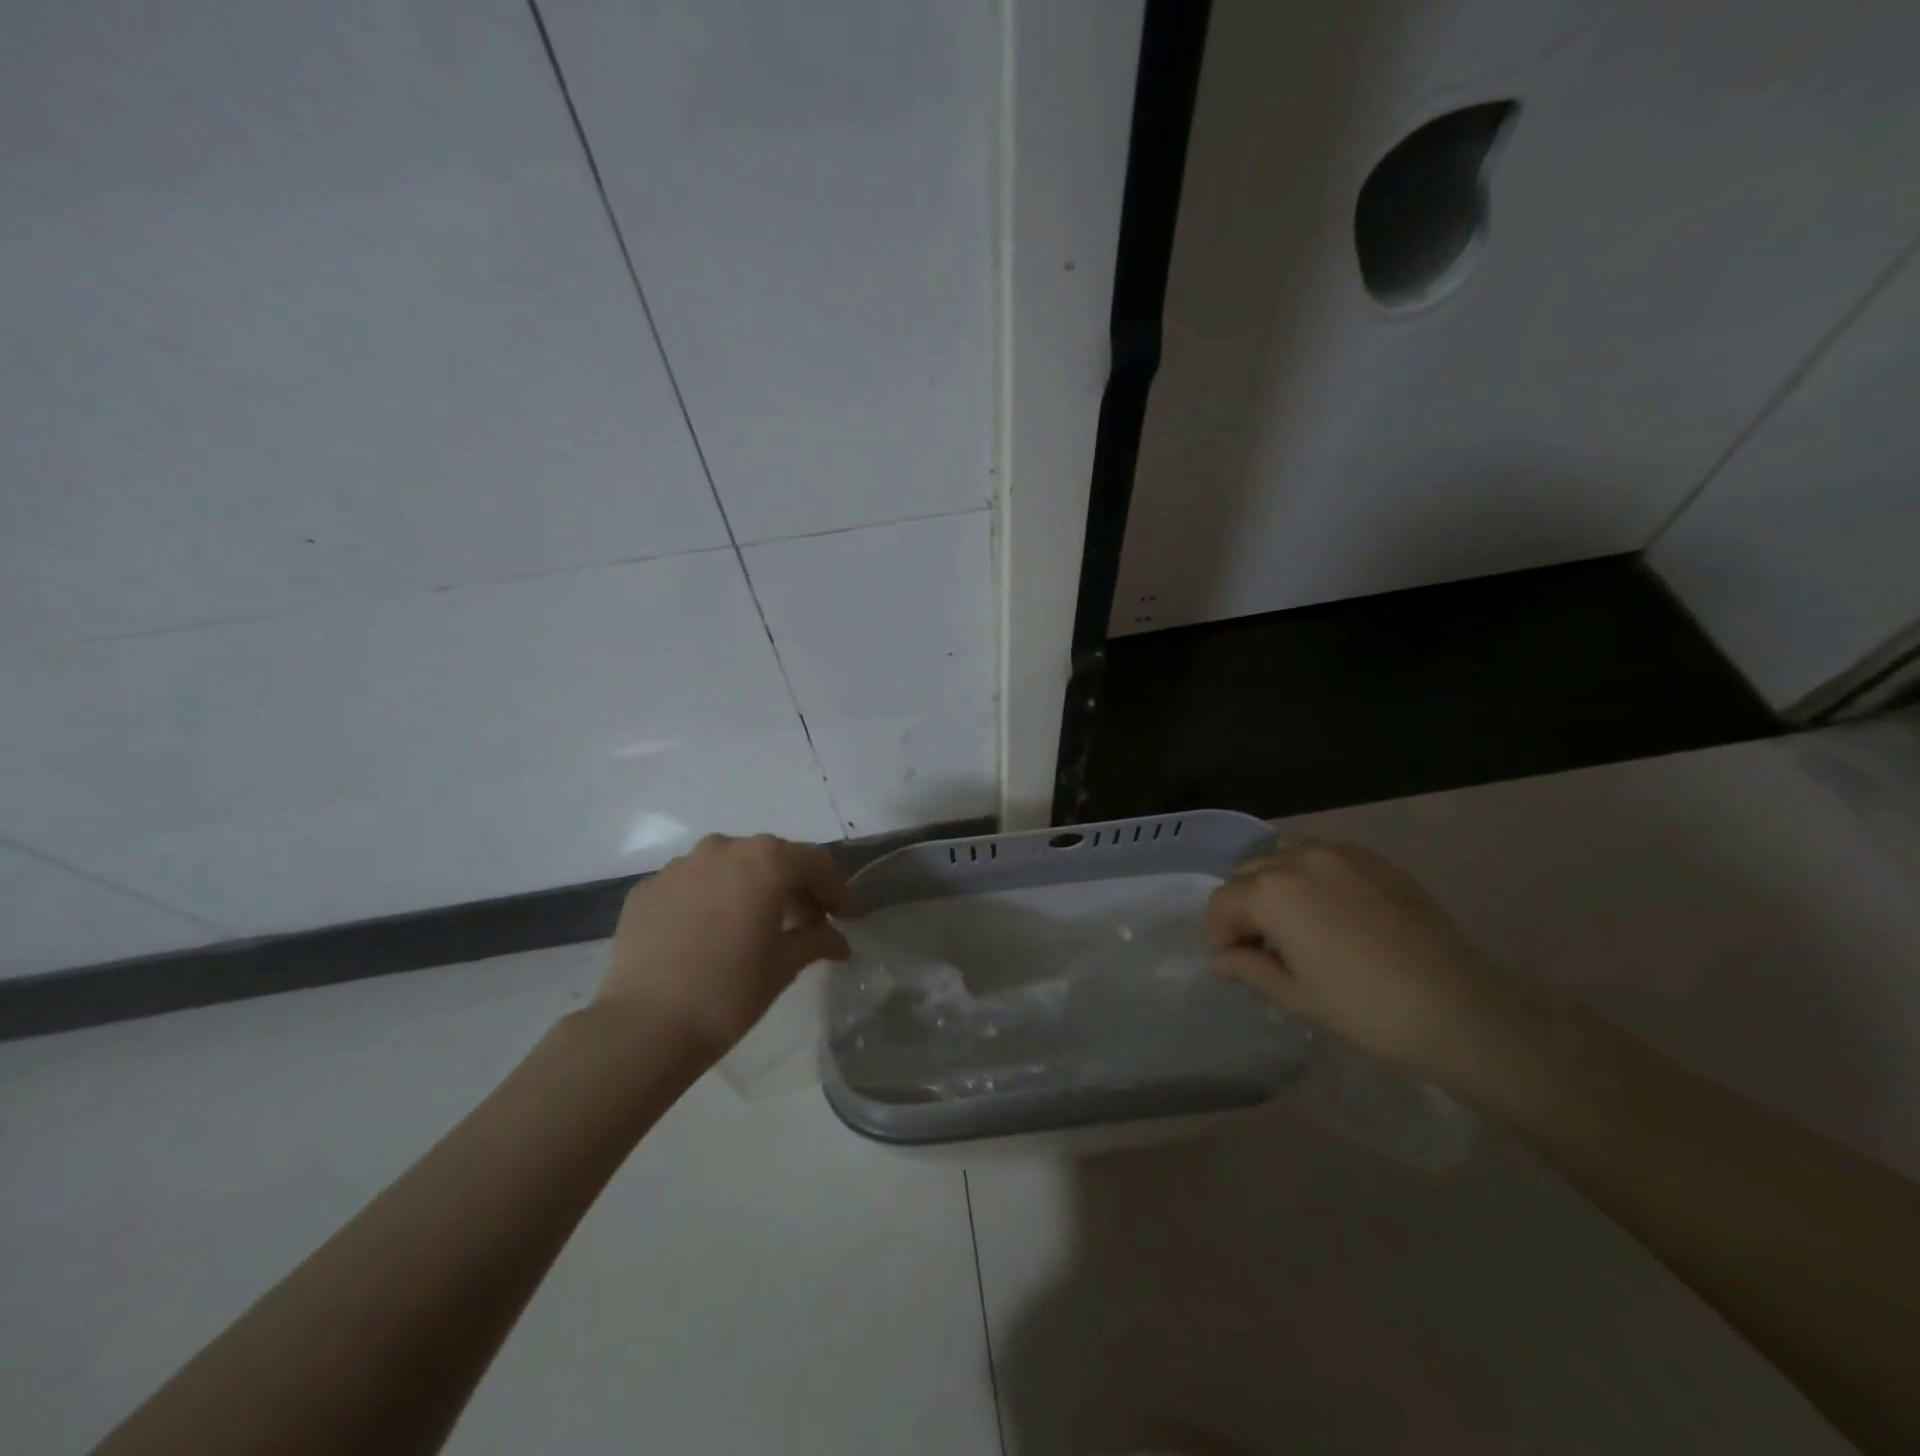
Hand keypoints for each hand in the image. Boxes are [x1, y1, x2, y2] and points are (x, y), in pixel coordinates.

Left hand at [595, 834, 849, 1054]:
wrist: (644, 1025)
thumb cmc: (730, 991)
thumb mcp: (785, 965)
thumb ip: (818, 940)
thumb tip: (838, 940)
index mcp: (766, 861)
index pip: (814, 862)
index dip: (834, 888)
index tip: (842, 917)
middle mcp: (723, 849)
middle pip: (771, 858)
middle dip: (792, 886)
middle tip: (803, 922)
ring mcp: (680, 865)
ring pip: (728, 866)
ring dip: (749, 888)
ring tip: (752, 926)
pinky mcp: (647, 888)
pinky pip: (692, 884)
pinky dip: (709, 900)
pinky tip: (708, 935)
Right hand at [1205, 840, 1517, 1077]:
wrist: (1458, 1007)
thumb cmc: (1365, 1008)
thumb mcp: (1294, 995)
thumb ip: (1248, 968)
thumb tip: (1224, 958)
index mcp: (1271, 892)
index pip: (1222, 902)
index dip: (1218, 934)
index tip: (1231, 963)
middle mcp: (1298, 859)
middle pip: (1248, 873)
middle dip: (1243, 907)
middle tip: (1261, 946)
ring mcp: (1339, 853)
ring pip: (1283, 855)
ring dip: (1274, 883)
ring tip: (1293, 922)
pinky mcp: (1373, 859)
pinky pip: (1322, 855)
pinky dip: (1309, 875)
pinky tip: (1330, 912)